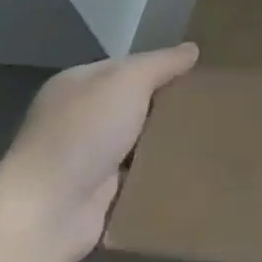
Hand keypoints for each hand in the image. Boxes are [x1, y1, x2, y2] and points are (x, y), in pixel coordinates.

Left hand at [0, 43, 199, 261]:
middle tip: (214, 102)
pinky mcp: (100, 193)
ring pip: (141, 139)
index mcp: (77, 85)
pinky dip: (161, 172)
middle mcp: (79, 118)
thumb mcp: (127, 82)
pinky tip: (194, 165)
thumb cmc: (83, 134)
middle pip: (136, 103)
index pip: (128, 67)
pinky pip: (141, 173)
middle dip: (169, 105)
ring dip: (168, 140)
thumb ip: (161, 63)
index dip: (162, 66)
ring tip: (214, 133)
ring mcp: (88, 157)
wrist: (47, 212)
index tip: (201, 72)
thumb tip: (191, 49)